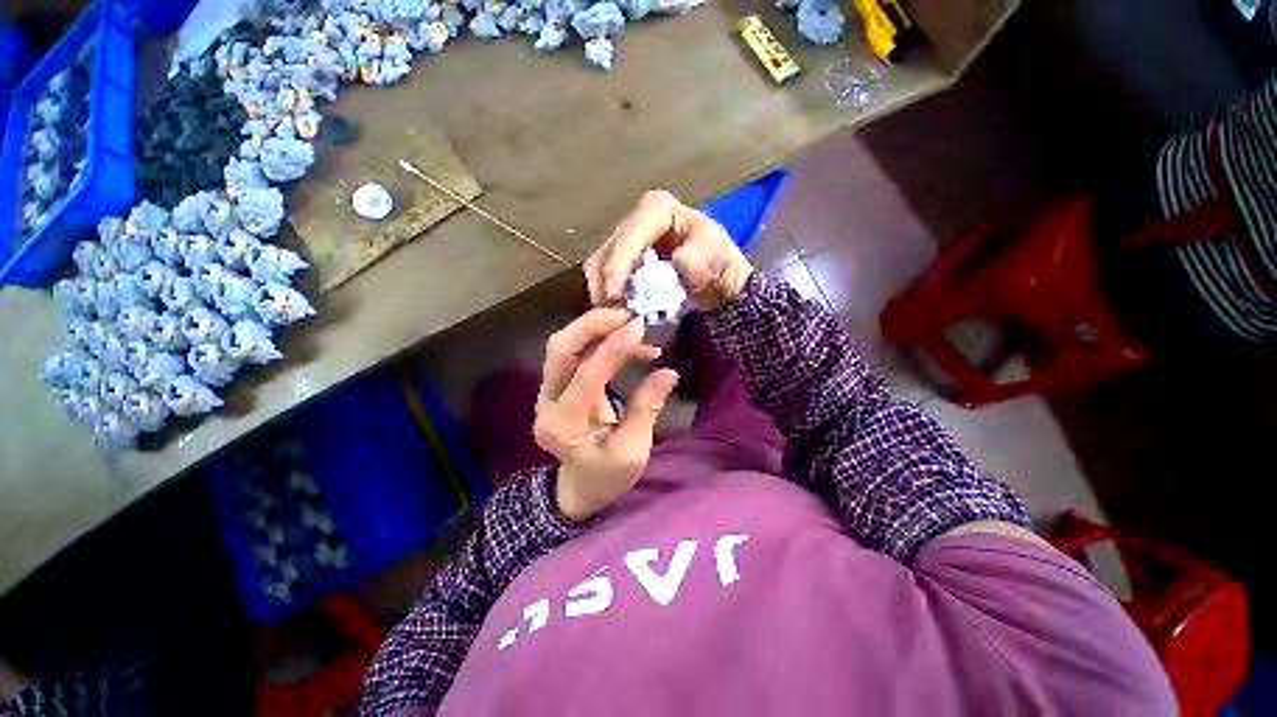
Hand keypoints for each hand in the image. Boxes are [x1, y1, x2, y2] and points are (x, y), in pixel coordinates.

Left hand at [535, 308, 679, 519]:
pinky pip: (577, 353)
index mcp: (563, 426)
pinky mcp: (560, 385)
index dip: (613, 348)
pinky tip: (630, 344)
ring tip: (635, 328)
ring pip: (565, 345)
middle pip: (559, 349)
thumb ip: (646, 408)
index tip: (640, 326)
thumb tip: (669, 372)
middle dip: (592, 324)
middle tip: (627, 314)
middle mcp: (547, 403)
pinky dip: (602, 341)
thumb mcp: (632, 450)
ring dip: (597, 329)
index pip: (586, 377)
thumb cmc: (606, 476)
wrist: (580, 487)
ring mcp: (550, 391)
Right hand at [585, 190, 753, 310]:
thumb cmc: (717, 263)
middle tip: (610, 314)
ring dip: (602, 292)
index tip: (614, 294)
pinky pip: (602, 279)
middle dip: (606, 283)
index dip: (618, 263)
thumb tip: (680, 261)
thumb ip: (700, 259)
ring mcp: (624, 242)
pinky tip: (614, 313)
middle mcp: (635, 221)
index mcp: (657, 209)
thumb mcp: (717, 256)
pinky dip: (605, 297)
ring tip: (613, 316)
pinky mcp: (619, 262)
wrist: (716, 281)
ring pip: (598, 266)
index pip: (630, 234)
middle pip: (608, 250)